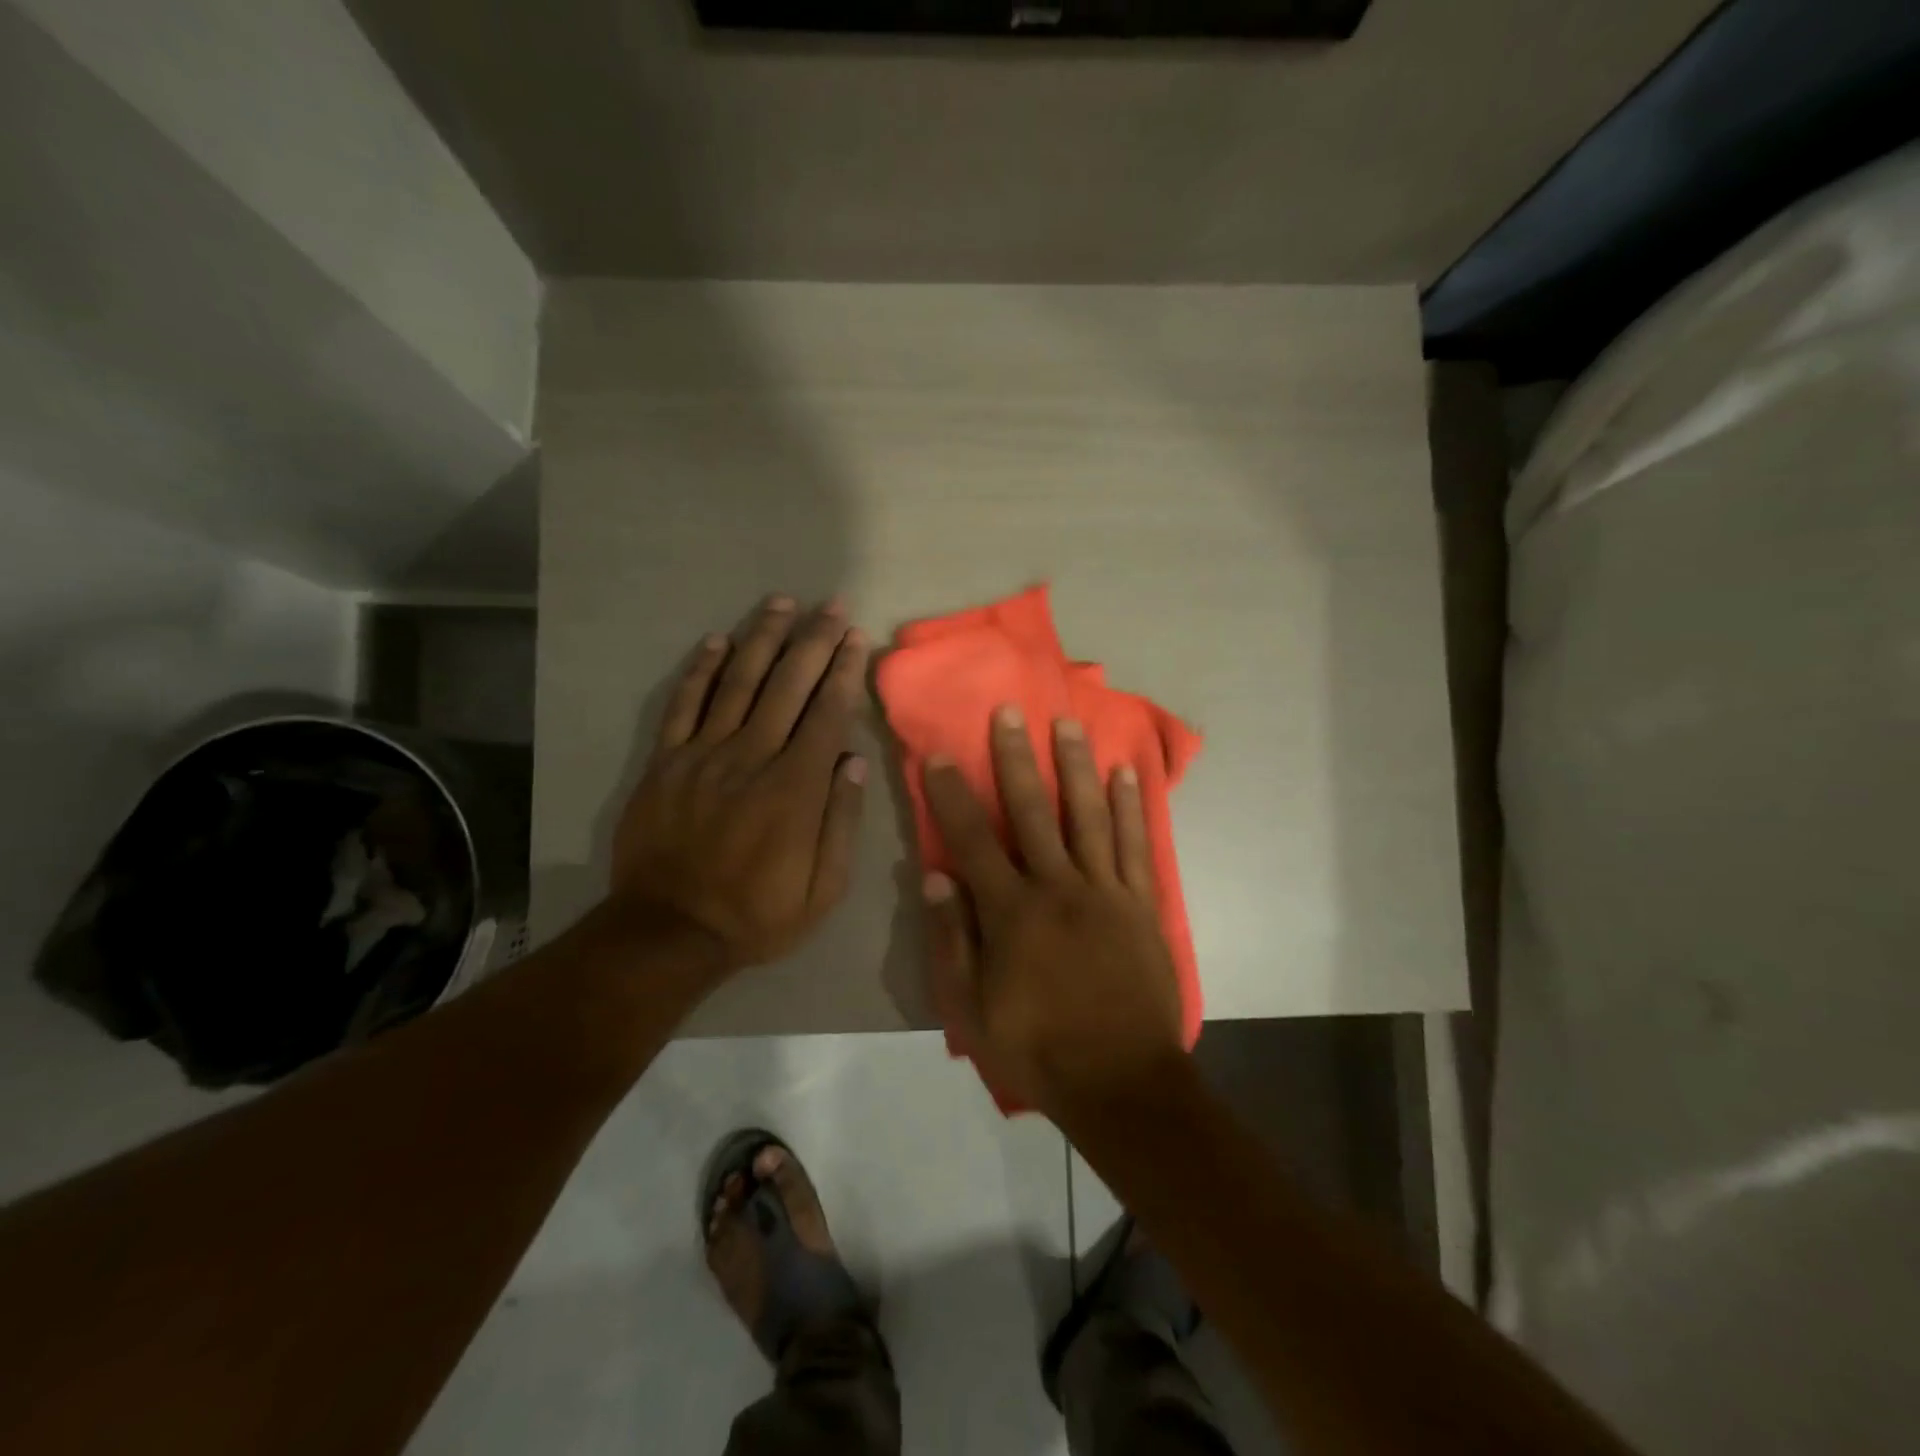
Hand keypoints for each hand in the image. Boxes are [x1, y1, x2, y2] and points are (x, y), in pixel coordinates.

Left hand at [610, 595, 869, 971]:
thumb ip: (841, 822)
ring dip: (762, 638)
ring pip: (738, 682)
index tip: (856, 638)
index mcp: (795, 788)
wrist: (669, 931)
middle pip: (787, 685)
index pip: (826, 714)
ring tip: (781, 603)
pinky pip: (684, 705)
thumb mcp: (823, 889)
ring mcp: (703, 755)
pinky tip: (718, 641)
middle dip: (813, 641)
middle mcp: (751, 758)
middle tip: (831, 606)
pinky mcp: (665, 762)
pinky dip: (701, 670)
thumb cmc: (758, 914)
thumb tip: (853, 761)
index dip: (844, 671)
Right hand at [922, 705, 1183, 1118]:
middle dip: (1016, 758)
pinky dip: (1130, 807)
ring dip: (1075, 766)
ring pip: (1088, 814)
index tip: (942, 755)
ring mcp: (1106, 891)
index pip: (973, 840)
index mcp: (1013, 912)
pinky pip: (1134, 845)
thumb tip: (935, 877)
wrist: (1121, 1081)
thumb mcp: (973, 1009)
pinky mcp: (1141, 903)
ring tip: (1068, 723)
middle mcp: (1059, 887)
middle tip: (1010, 711)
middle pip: (1032, 811)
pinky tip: (1124, 774)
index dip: (954, 795)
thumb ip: (953, 940)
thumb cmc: (1038, 1048)